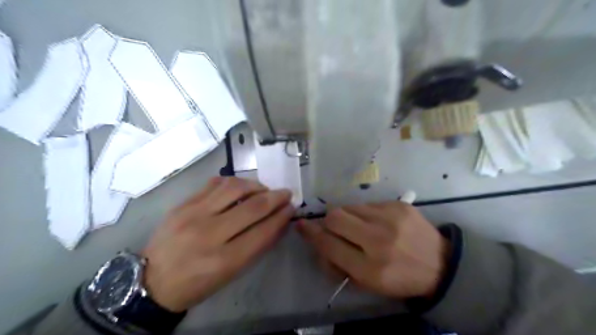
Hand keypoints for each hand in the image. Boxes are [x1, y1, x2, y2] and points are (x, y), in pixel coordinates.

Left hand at [143, 177, 295, 312]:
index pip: (263, 231)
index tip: (291, 207)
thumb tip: (278, 222)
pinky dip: (233, 183)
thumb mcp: (231, 273)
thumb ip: (257, 246)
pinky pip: (214, 183)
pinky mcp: (182, 204)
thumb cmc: (198, 283)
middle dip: (275, 197)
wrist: (152, 281)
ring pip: (234, 187)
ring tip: (262, 189)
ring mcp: (192, 215)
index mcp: (224, 260)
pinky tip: (239, 188)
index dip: (282, 216)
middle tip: (285, 193)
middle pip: (252, 206)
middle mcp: (209, 234)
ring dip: (256, 185)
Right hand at [300, 201, 448, 297]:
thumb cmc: (400, 279)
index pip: (329, 244)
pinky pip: (367, 203)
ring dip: (347, 216)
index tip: (302, 225)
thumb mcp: (367, 284)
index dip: (311, 234)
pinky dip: (364, 213)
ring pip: (349, 206)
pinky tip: (377, 222)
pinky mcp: (399, 205)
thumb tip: (318, 240)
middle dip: (328, 222)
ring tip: (359, 227)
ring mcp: (391, 218)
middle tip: (334, 228)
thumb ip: (338, 264)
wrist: (441, 265)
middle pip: (335, 217)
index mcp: (370, 268)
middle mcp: (379, 240)